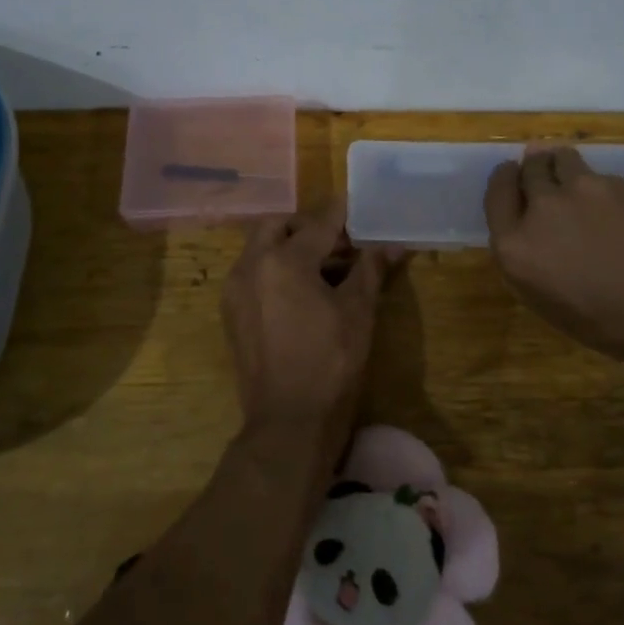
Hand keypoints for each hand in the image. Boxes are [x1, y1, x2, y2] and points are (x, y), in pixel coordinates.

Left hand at [222, 199, 400, 439]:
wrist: (288, 420)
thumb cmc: (330, 361)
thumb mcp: (358, 311)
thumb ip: (370, 270)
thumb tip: (392, 246)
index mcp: (284, 260)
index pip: (318, 224)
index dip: (340, 213)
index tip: (355, 204)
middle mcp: (251, 266)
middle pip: (277, 226)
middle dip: (306, 226)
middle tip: (336, 240)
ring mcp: (236, 290)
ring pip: (260, 248)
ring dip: (288, 246)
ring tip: (323, 267)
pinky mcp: (231, 313)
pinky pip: (252, 274)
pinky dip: (274, 269)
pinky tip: (300, 291)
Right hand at [484, 146, 623, 366]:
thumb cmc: (600, 319)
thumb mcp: (541, 297)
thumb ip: (524, 254)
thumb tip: (527, 226)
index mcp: (514, 243)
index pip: (497, 192)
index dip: (504, 180)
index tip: (511, 176)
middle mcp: (541, 207)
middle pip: (528, 168)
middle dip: (533, 170)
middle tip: (542, 178)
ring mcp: (580, 190)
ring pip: (560, 158)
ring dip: (561, 165)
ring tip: (572, 179)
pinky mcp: (615, 183)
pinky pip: (596, 173)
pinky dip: (595, 183)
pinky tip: (609, 203)